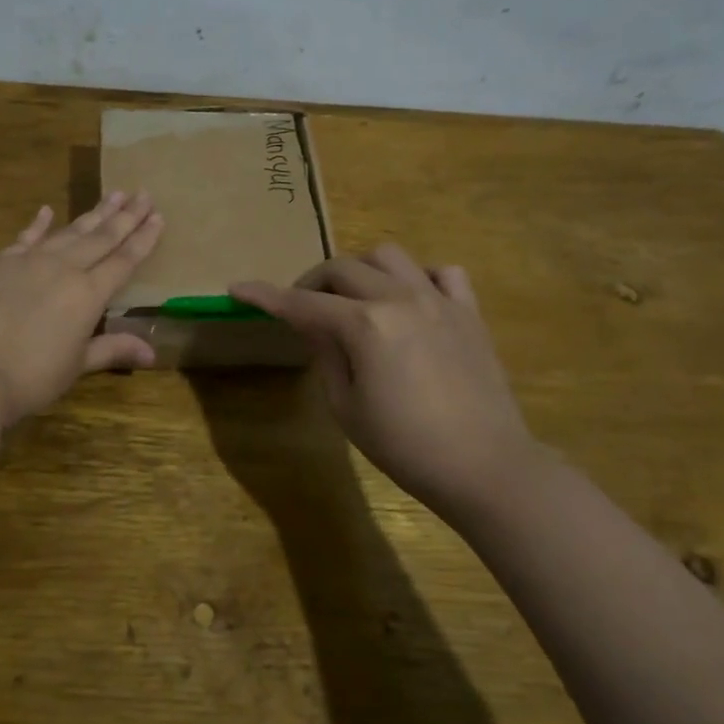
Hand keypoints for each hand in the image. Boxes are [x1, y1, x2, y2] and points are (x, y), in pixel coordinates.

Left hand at [0, 191, 163, 426]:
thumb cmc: (33, 377)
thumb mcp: (78, 365)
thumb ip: (113, 349)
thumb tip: (152, 352)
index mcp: (89, 294)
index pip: (124, 260)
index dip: (143, 239)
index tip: (159, 216)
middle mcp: (64, 268)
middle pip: (102, 237)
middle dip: (125, 215)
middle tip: (144, 194)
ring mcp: (31, 260)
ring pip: (69, 231)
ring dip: (93, 213)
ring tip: (113, 194)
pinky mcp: (1, 262)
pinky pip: (26, 237)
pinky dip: (38, 224)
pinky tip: (47, 210)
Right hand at [231, 244, 555, 521]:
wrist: (485, 467)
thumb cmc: (405, 446)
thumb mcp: (346, 406)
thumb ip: (325, 354)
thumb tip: (313, 324)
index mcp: (364, 325)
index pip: (301, 302)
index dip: (265, 296)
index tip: (238, 288)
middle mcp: (399, 298)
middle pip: (342, 268)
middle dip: (311, 283)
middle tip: (303, 310)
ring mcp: (438, 300)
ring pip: (389, 256)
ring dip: (361, 270)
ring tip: (356, 299)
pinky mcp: (468, 313)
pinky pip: (442, 273)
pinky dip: (419, 278)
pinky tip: (411, 302)